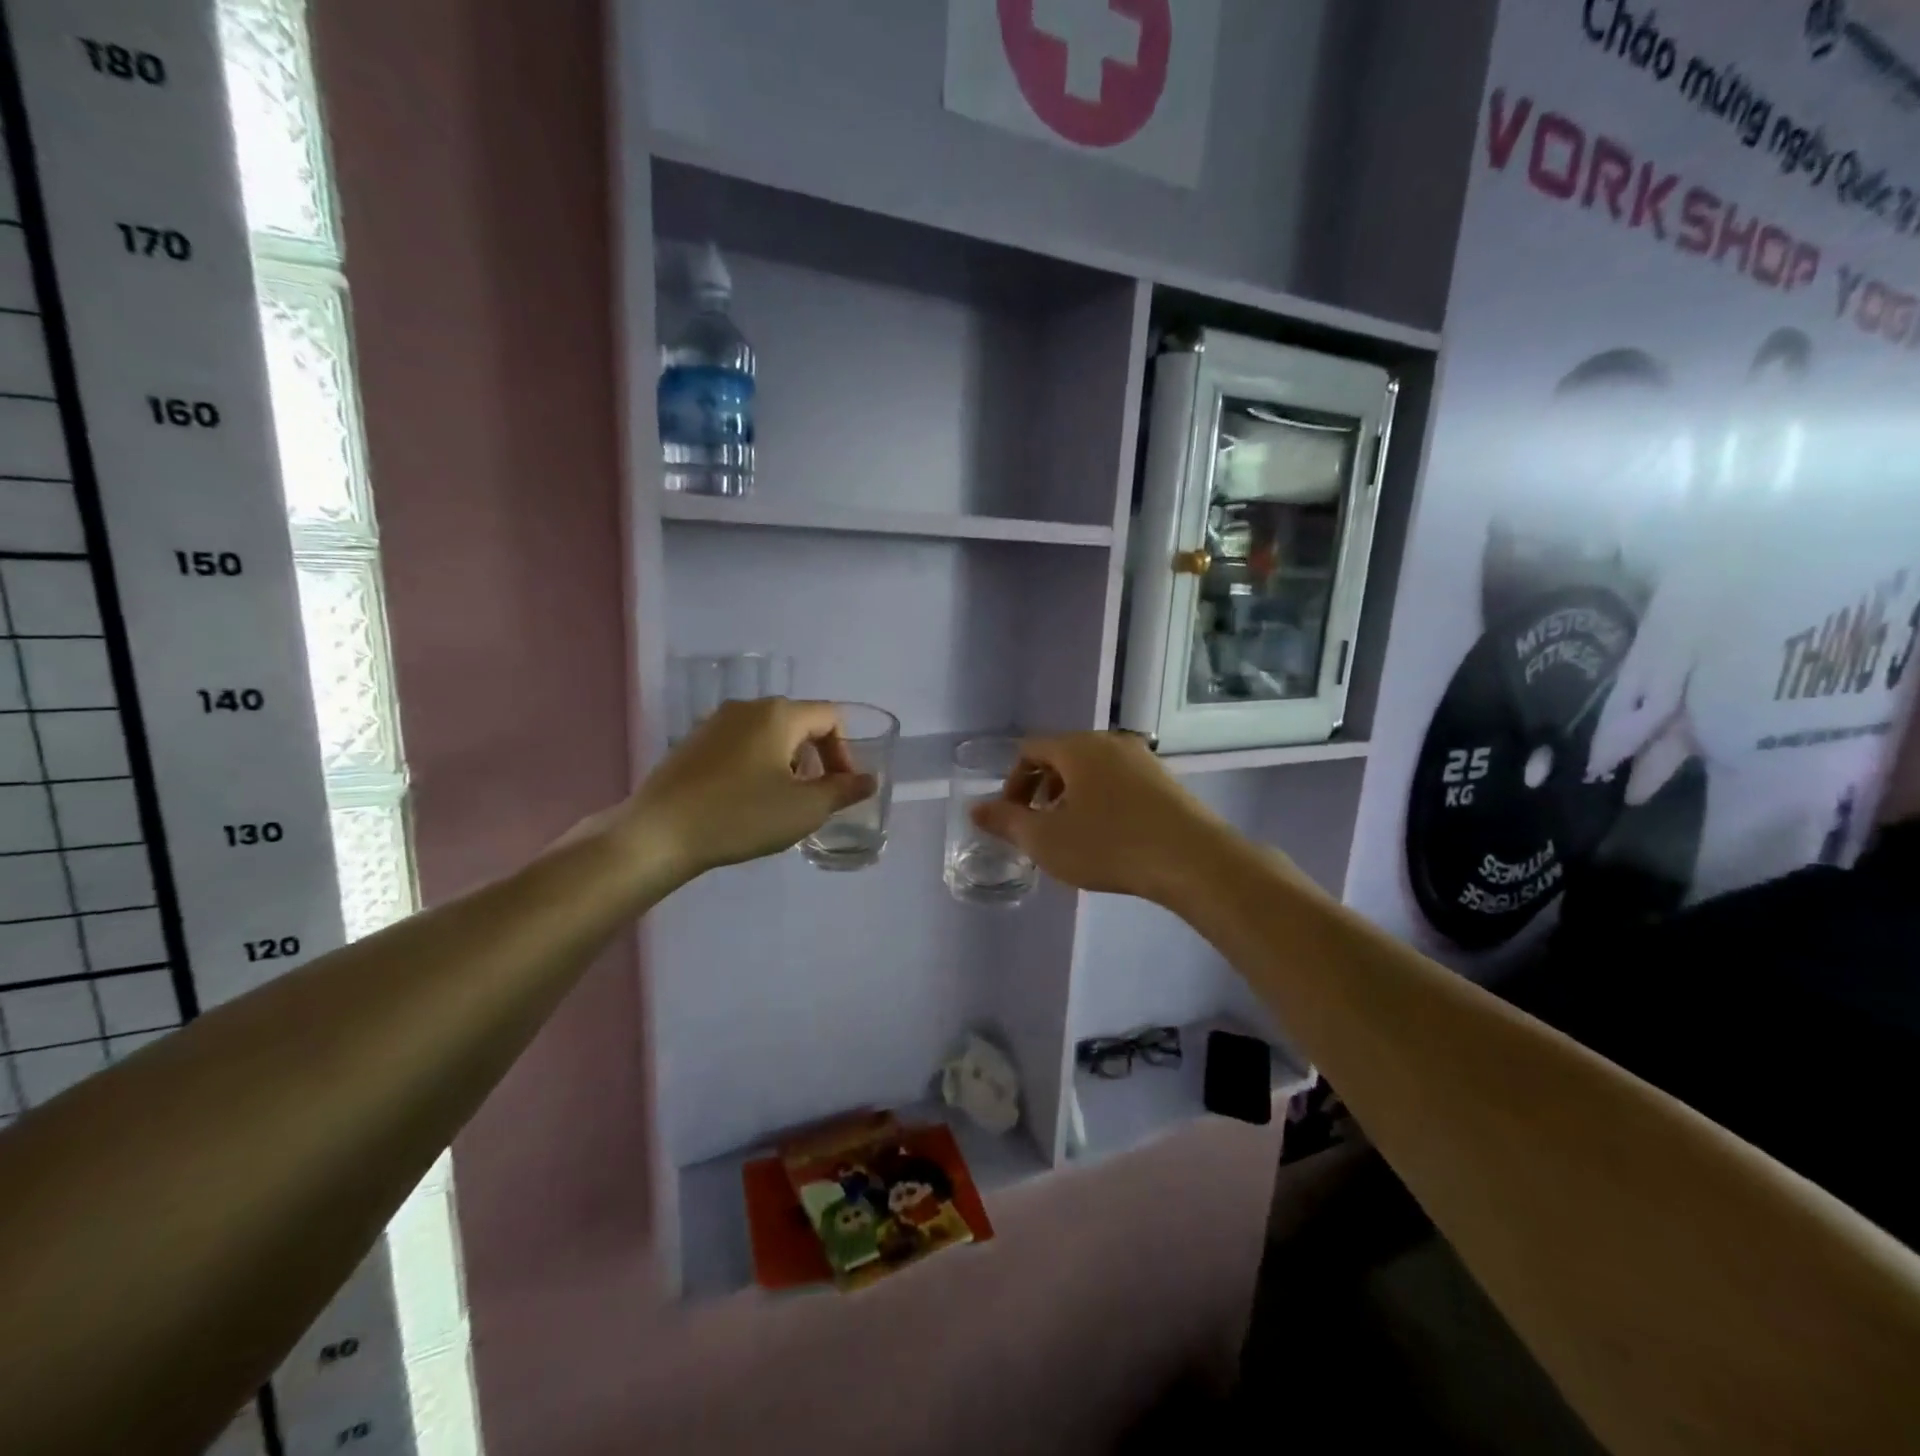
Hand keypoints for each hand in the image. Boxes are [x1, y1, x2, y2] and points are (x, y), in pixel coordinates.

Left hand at [627, 699, 874, 879]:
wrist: (659, 833)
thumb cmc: (741, 815)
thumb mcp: (804, 808)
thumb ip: (843, 791)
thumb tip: (869, 780)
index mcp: (778, 713)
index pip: (830, 717)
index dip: (845, 752)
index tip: (840, 789)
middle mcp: (747, 708)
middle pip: (799, 723)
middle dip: (816, 759)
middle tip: (814, 798)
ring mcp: (715, 723)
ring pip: (769, 735)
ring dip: (787, 763)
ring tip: (781, 803)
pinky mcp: (693, 743)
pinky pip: (740, 746)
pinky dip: (757, 766)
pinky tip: (745, 801)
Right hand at [971, 732, 1232, 903]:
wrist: (1193, 861)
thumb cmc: (1110, 845)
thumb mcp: (1046, 840)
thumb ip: (1007, 821)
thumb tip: (975, 808)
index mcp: (1078, 747)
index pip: (1031, 749)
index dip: (1013, 782)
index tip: (1013, 817)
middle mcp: (1111, 742)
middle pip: (1062, 757)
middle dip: (1042, 790)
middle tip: (1039, 827)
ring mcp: (1143, 760)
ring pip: (1093, 771)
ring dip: (1072, 798)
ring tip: (1072, 835)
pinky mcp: (1166, 782)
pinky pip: (1119, 783)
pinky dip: (1102, 802)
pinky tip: (1109, 838)